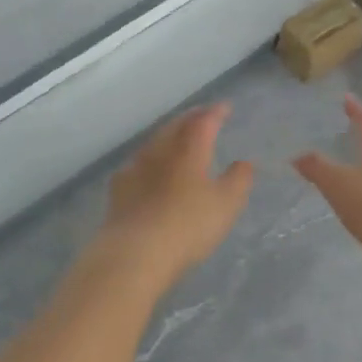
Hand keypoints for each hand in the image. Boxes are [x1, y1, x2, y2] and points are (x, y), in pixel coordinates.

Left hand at [93, 104, 252, 291]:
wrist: (134, 254)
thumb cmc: (187, 226)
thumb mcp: (226, 205)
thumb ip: (238, 180)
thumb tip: (243, 162)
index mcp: (190, 150)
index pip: (204, 122)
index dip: (216, 112)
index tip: (225, 107)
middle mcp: (161, 151)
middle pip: (176, 126)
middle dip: (191, 118)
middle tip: (201, 115)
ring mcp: (135, 168)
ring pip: (154, 141)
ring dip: (168, 135)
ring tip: (176, 136)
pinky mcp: (118, 189)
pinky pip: (136, 163)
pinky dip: (148, 158)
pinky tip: (146, 167)